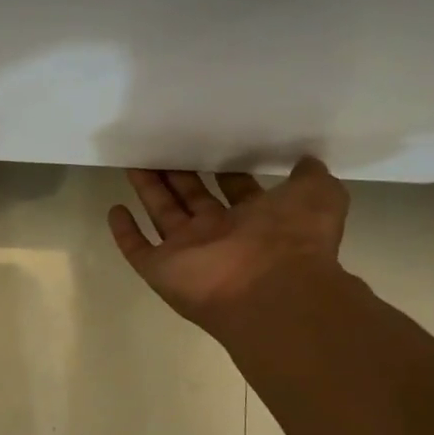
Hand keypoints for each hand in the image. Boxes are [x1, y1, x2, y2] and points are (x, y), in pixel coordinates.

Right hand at [109, 159, 349, 329]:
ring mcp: (188, 253)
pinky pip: (138, 249)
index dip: (223, 169)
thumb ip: (311, 177)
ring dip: (149, 190)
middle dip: (178, 174)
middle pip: (192, 198)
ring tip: (134, 161)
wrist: (271, 290)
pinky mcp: (162, 269)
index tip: (209, 144)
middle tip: (162, 146)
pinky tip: (115, 209)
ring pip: (163, 215)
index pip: (235, 190)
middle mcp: (220, 235)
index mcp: (256, 220)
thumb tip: (306, 161)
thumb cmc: (293, 238)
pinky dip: (125, 232)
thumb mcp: (319, 195)